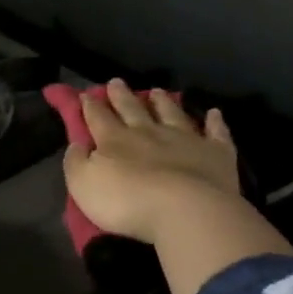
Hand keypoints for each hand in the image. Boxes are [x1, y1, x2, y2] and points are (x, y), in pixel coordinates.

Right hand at [63, 79, 243, 245]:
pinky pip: (216, 133)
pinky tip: (214, 113)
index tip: (85, 94)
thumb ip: (76, 162)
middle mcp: (148, 132)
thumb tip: (77, 144)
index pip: (98, 117)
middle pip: (132, 108)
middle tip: (115, 82)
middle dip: (121, 95)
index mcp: (114, 140)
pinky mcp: (215, 153)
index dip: (89, 105)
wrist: (185, 211)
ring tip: (156, 90)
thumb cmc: (127, 202)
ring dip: (162, 101)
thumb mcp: (83, 185)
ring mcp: (184, 139)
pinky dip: (214, 122)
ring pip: (171, 113)